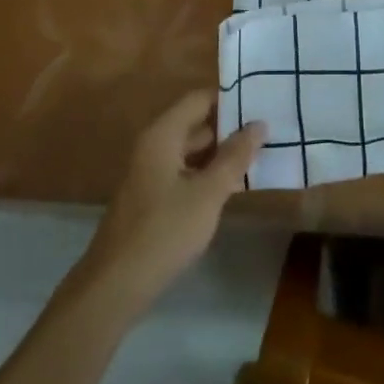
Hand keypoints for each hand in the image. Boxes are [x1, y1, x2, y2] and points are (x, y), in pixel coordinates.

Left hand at [80, 90, 265, 310]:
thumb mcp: (207, 193)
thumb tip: (259, 124)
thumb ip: (234, 157)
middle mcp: (153, 146)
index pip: (199, 99)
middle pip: (195, 123)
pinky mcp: (151, 198)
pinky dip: (207, 173)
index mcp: (163, 135)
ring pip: (191, 151)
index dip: (229, 97)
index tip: (261, 99)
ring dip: (220, 152)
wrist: (114, 286)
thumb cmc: (164, 231)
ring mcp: (150, 173)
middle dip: (229, 126)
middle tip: (268, 129)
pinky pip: (184, 172)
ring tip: (258, 154)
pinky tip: (231, 186)